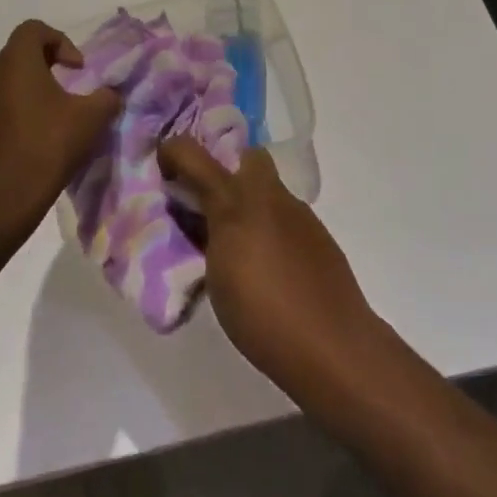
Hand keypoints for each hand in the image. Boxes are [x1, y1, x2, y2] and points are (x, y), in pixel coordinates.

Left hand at [0, 21, 121, 244]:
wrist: (3, 199)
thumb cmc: (47, 145)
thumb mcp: (91, 118)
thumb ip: (106, 97)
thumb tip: (110, 93)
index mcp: (16, 61)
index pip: (35, 29)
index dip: (61, 41)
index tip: (78, 69)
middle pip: (23, 51)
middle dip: (50, 62)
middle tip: (73, 84)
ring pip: (12, 76)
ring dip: (37, 85)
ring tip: (60, 110)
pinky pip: (4, 99)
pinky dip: (24, 104)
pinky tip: (43, 131)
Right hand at [157, 137, 380, 396]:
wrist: (333, 345)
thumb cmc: (262, 316)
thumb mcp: (216, 280)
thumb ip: (205, 239)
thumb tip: (201, 221)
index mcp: (235, 203)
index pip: (195, 156)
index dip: (173, 152)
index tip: (163, 166)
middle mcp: (268, 195)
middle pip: (245, 157)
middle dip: (224, 168)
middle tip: (207, 203)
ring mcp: (298, 213)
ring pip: (267, 186)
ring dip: (248, 201)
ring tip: (235, 243)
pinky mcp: (318, 234)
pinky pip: (284, 214)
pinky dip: (269, 225)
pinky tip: (267, 263)